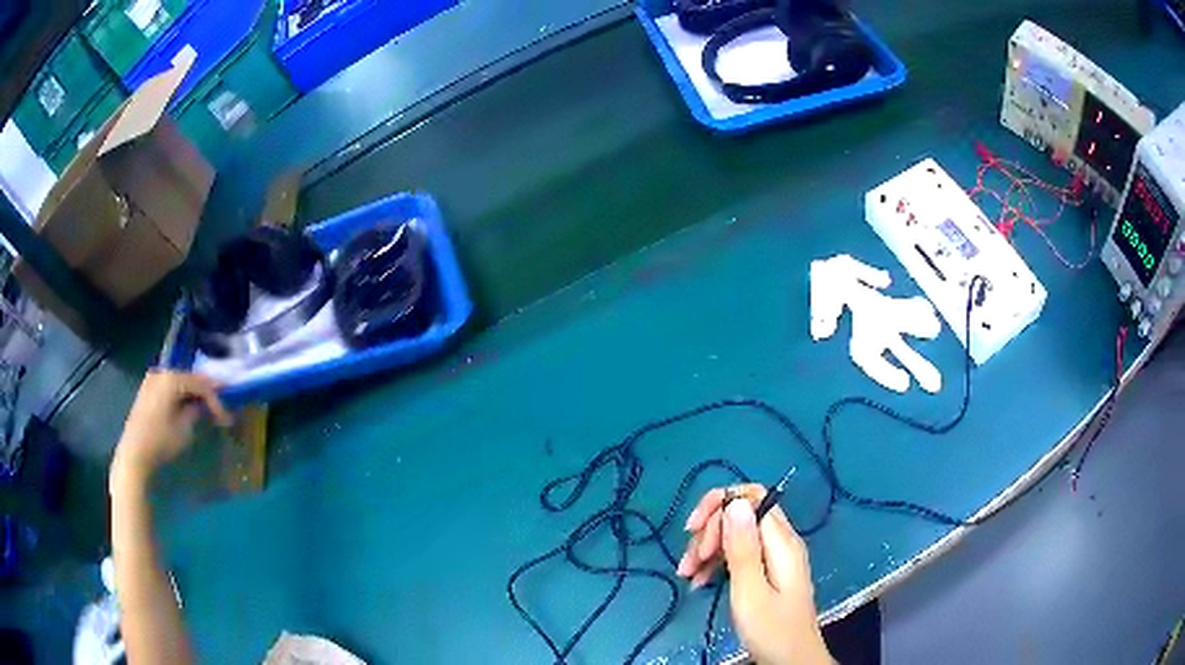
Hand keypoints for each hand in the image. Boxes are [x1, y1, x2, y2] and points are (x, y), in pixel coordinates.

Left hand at [112, 371, 231, 486]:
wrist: (135, 453)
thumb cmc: (161, 441)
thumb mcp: (185, 429)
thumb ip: (196, 411)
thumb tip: (203, 405)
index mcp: (172, 379)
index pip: (201, 384)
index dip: (217, 399)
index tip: (227, 418)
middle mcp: (161, 372)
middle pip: (189, 378)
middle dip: (205, 392)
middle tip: (221, 404)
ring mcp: (152, 380)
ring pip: (179, 382)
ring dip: (193, 393)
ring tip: (206, 405)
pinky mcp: (147, 391)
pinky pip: (169, 387)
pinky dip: (181, 394)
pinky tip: (188, 404)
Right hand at [677, 486, 831, 664]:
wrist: (792, 660)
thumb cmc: (771, 629)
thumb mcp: (750, 591)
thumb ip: (742, 547)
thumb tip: (735, 500)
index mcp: (781, 541)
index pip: (751, 498)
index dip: (719, 505)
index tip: (693, 531)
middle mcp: (780, 541)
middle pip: (741, 514)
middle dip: (710, 531)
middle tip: (689, 563)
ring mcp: (775, 557)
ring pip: (737, 535)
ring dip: (708, 549)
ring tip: (687, 575)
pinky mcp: (768, 572)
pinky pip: (740, 554)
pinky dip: (717, 563)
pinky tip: (700, 582)